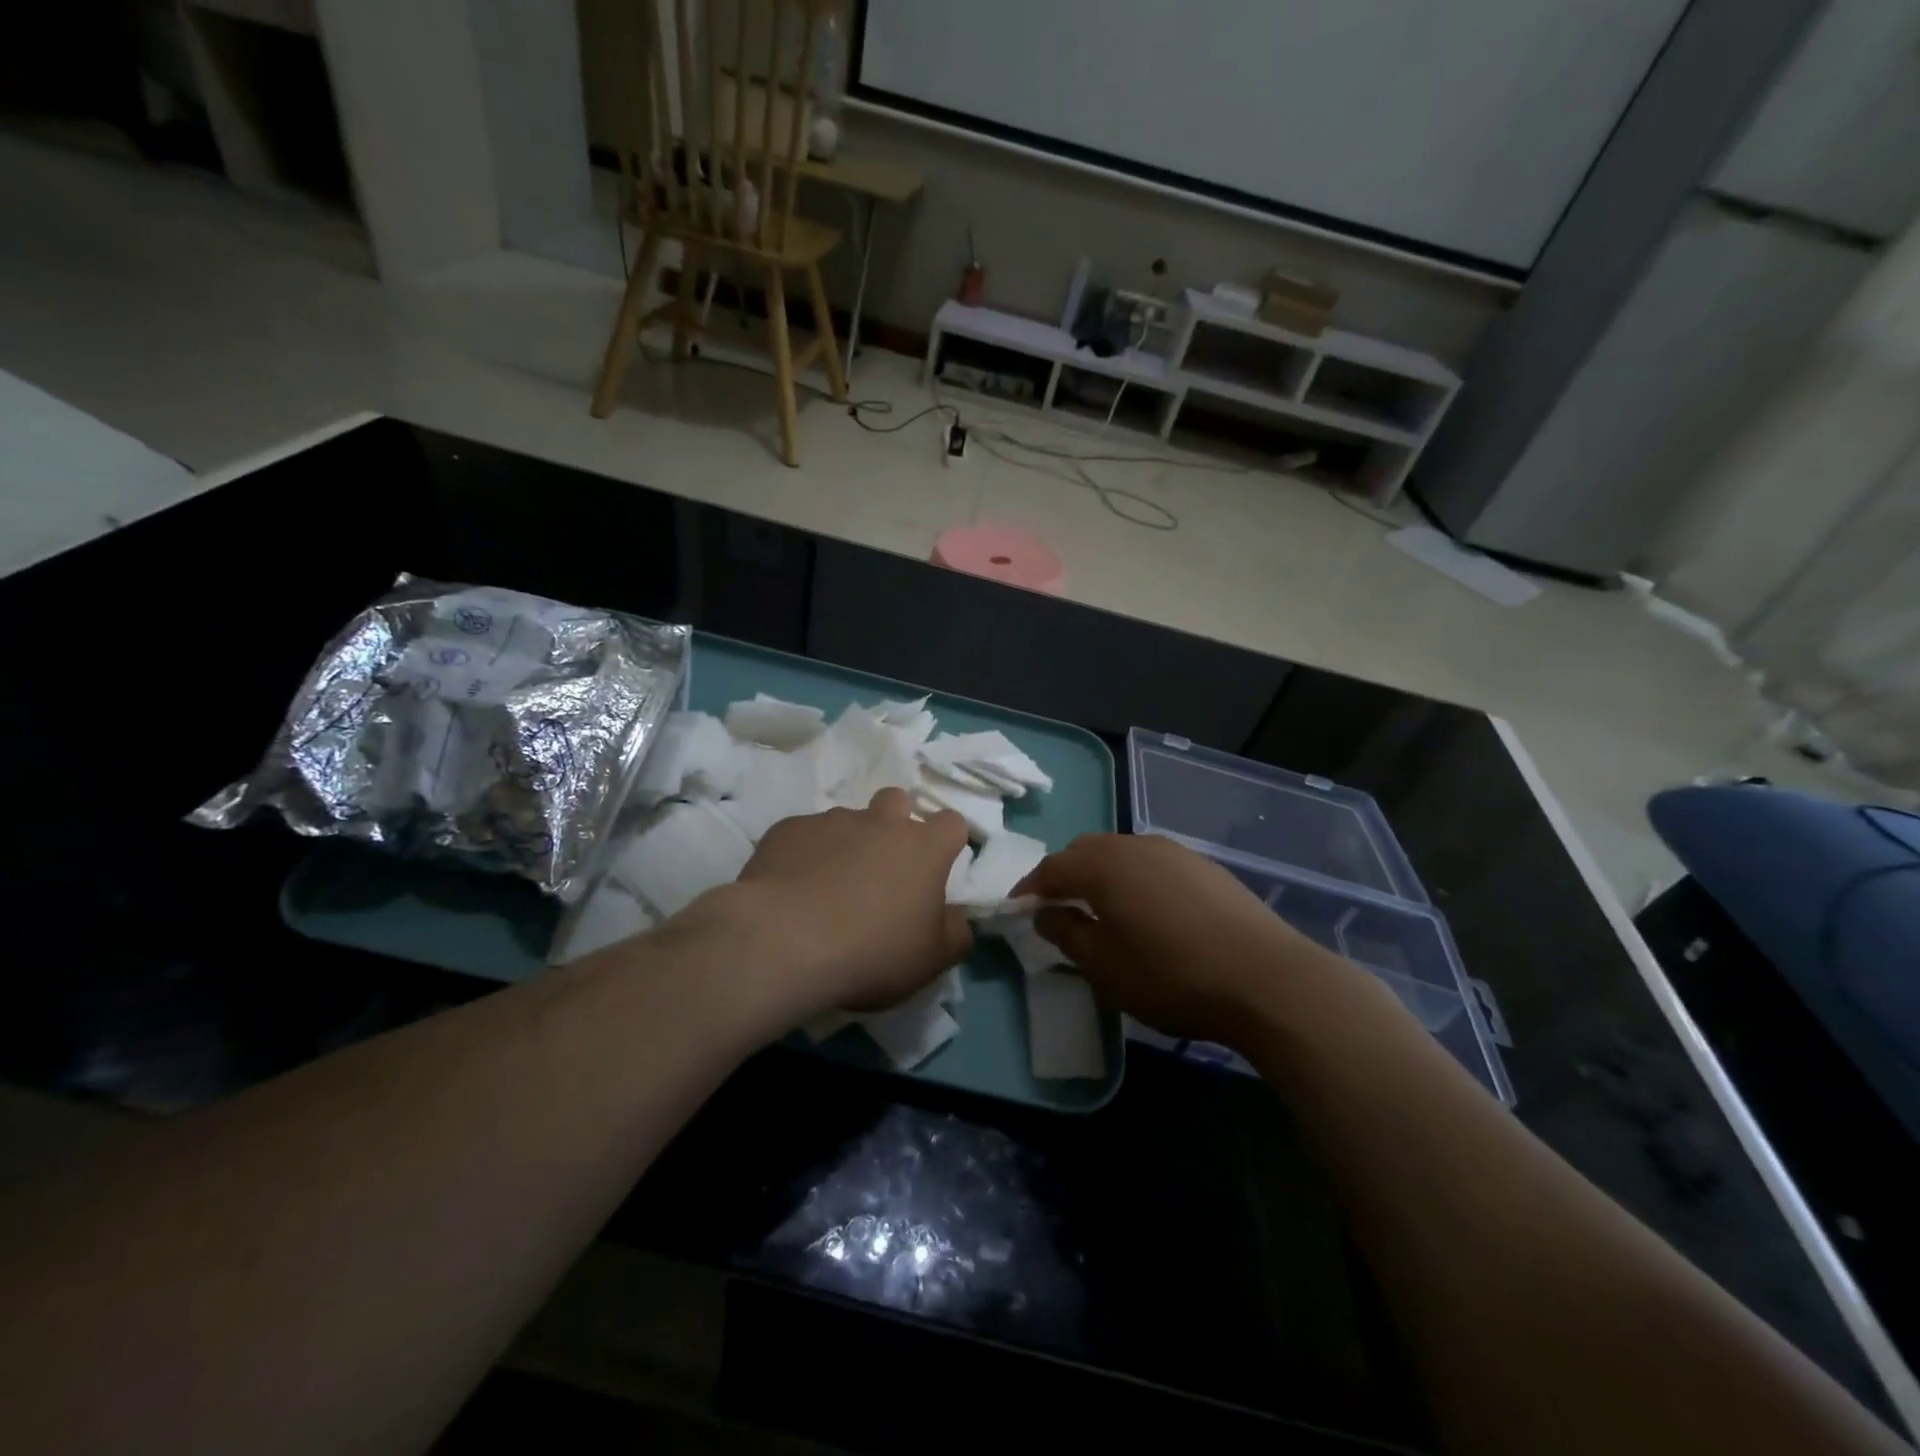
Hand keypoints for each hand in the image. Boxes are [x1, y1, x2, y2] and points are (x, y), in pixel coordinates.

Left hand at [723, 788, 973, 1024]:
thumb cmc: (872, 950)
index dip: (946, 842)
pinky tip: (793, 888)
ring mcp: (830, 821)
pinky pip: (804, 835)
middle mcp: (880, 822)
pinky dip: (805, 854)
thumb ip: (955, 932)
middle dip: (894, 823)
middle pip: (897, 801)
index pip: (951, 822)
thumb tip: (958, 916)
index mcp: (923, 847)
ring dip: (847, 843)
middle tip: (882, 868)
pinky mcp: (787, 829)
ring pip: (847, 820)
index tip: (936, 868)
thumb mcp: (932, 959)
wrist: (784, 941)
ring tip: (829, 886)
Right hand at [1016, 834, 1376, 1049]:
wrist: (1267, 979)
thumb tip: (1047, 912)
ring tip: (1101, 908)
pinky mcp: (1206, 867)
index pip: (1052, 868)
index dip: (1030, 888)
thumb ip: (1066, 934)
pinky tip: (1148, 910)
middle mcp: (1136, 845)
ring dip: (1102, 874)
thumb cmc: (1171, 975)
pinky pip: (1153, 863)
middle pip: (1086, 850)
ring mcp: (1175, 852)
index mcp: (1104, 865)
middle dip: (1065, 874)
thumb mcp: (1104, 967)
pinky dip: (1135, 879)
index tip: (1017, 909)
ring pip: (1123, 853)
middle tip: (1057, 906)